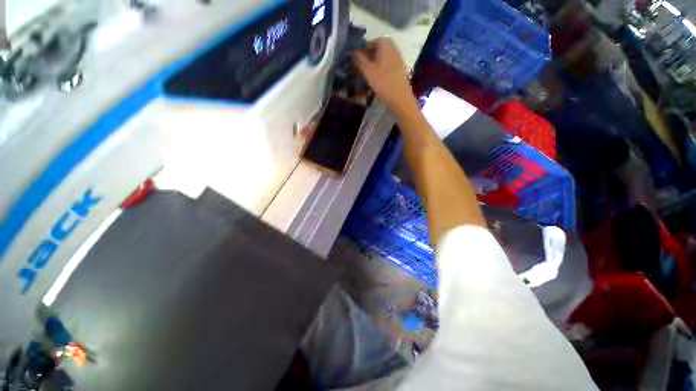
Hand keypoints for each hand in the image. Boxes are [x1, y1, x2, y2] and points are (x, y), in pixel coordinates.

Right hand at [354, 38, 414, 110]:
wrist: (400, 99)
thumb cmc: (383, 83)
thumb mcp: (368, 70)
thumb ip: (359, 59)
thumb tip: (353, 51)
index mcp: (385, 43)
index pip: (368, 43)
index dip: (360, 52)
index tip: (353, 62)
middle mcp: (392, 48)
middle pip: (375, 52)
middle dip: (365, 60)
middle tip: (357, 71)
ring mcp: (397, 59)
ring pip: (380, 61)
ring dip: (371, 68)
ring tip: (364, 78)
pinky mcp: (398, 71)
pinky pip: (385, 69)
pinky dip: (378, 73)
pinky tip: (374, 83)